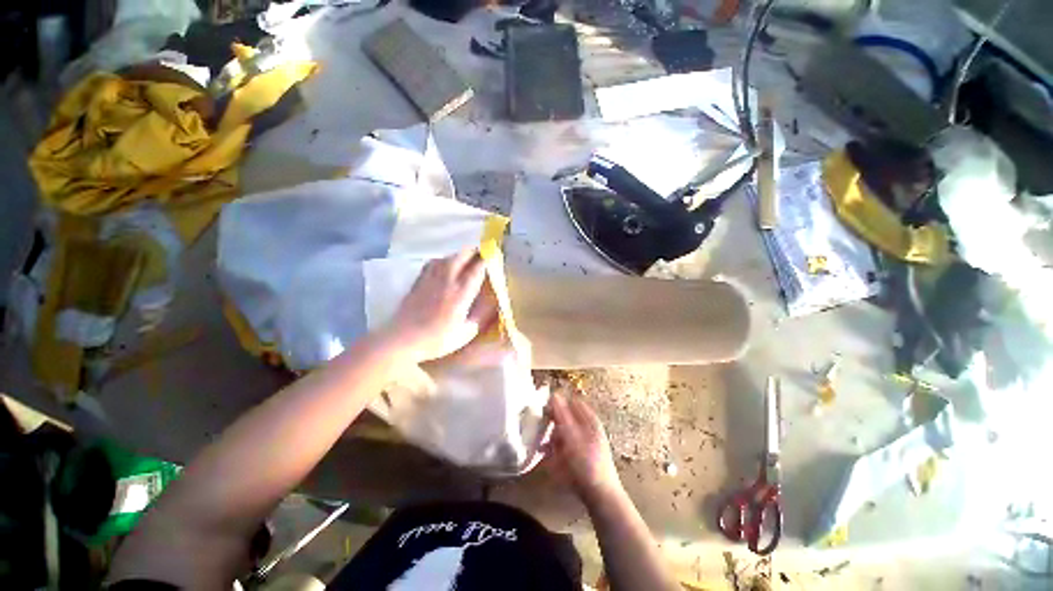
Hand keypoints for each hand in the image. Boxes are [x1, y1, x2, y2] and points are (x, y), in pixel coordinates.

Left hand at [384, 250, 497, 363]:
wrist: (402, 339)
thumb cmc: (437, 339)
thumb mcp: (466, 332)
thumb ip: (482, 315)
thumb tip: (495, 301)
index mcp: (461, 293)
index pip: (477, 269)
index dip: (487, 260)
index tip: (495, 255)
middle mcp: (447, 280)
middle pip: (462, 256)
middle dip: (474, 252)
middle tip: (483, 254)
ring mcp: (431, 278)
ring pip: (448, 257)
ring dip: (460, 255)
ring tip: (468, 259)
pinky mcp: (419, 280)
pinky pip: (434, 262)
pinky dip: (444, 259)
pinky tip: (446, 265)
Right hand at [550, 391, 623, 504]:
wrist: (599, 496)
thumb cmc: (587, 463)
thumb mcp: (572, 436)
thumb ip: (562, 415)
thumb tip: (554, 394)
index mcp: (589, 420)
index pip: (571, 401)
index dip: (558, 402)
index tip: (543, 408)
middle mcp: (587, 428)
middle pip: (566, 417)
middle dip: (553, 422)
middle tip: (541, 428)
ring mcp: (582, 442)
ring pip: (562, 432)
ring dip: (552, 437)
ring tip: (543, 446)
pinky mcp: (578, 456)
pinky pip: (562, 447)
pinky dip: (554, 449)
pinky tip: (547, 456)